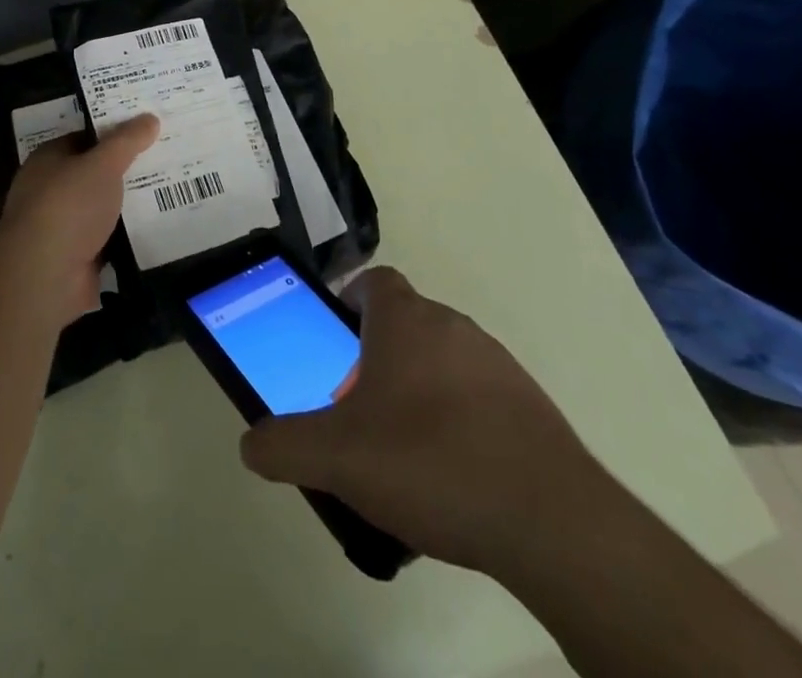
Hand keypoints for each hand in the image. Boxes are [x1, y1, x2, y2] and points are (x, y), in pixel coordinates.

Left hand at [0, 114, 157, 325]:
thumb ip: (127, 141)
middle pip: (94, 174)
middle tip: (165, 159)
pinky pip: (108, 240)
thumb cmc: (68, 206)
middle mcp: (50, 190)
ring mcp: (61, 227)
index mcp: (48, 160)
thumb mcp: (103, 164)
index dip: (113, 133)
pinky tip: (157, 229)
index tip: (146, 130)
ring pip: (102, 208)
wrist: (45, 275)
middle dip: (125, 169)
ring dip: (128, 205)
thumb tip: (149, 118)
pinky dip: (127, 237)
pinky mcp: (76, 258)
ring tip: (170, 191)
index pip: (83, 138)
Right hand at [239, 267, 609, 577]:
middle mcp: (451, 325)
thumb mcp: (338, 458)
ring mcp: (496, 362)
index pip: (373, 281)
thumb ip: (284, 445)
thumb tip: (250, 443)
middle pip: (404, 323)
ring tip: (402, 451)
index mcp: (405, 320)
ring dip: (416, 389)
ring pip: (441, 359)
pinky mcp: (529, 404)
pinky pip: (478, 396)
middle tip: (357, 410)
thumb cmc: (430, 462)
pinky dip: (457, 419)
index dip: (349, 301)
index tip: (335, 341)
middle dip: (374, 358)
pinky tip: (451, 474)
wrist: (551, 520)